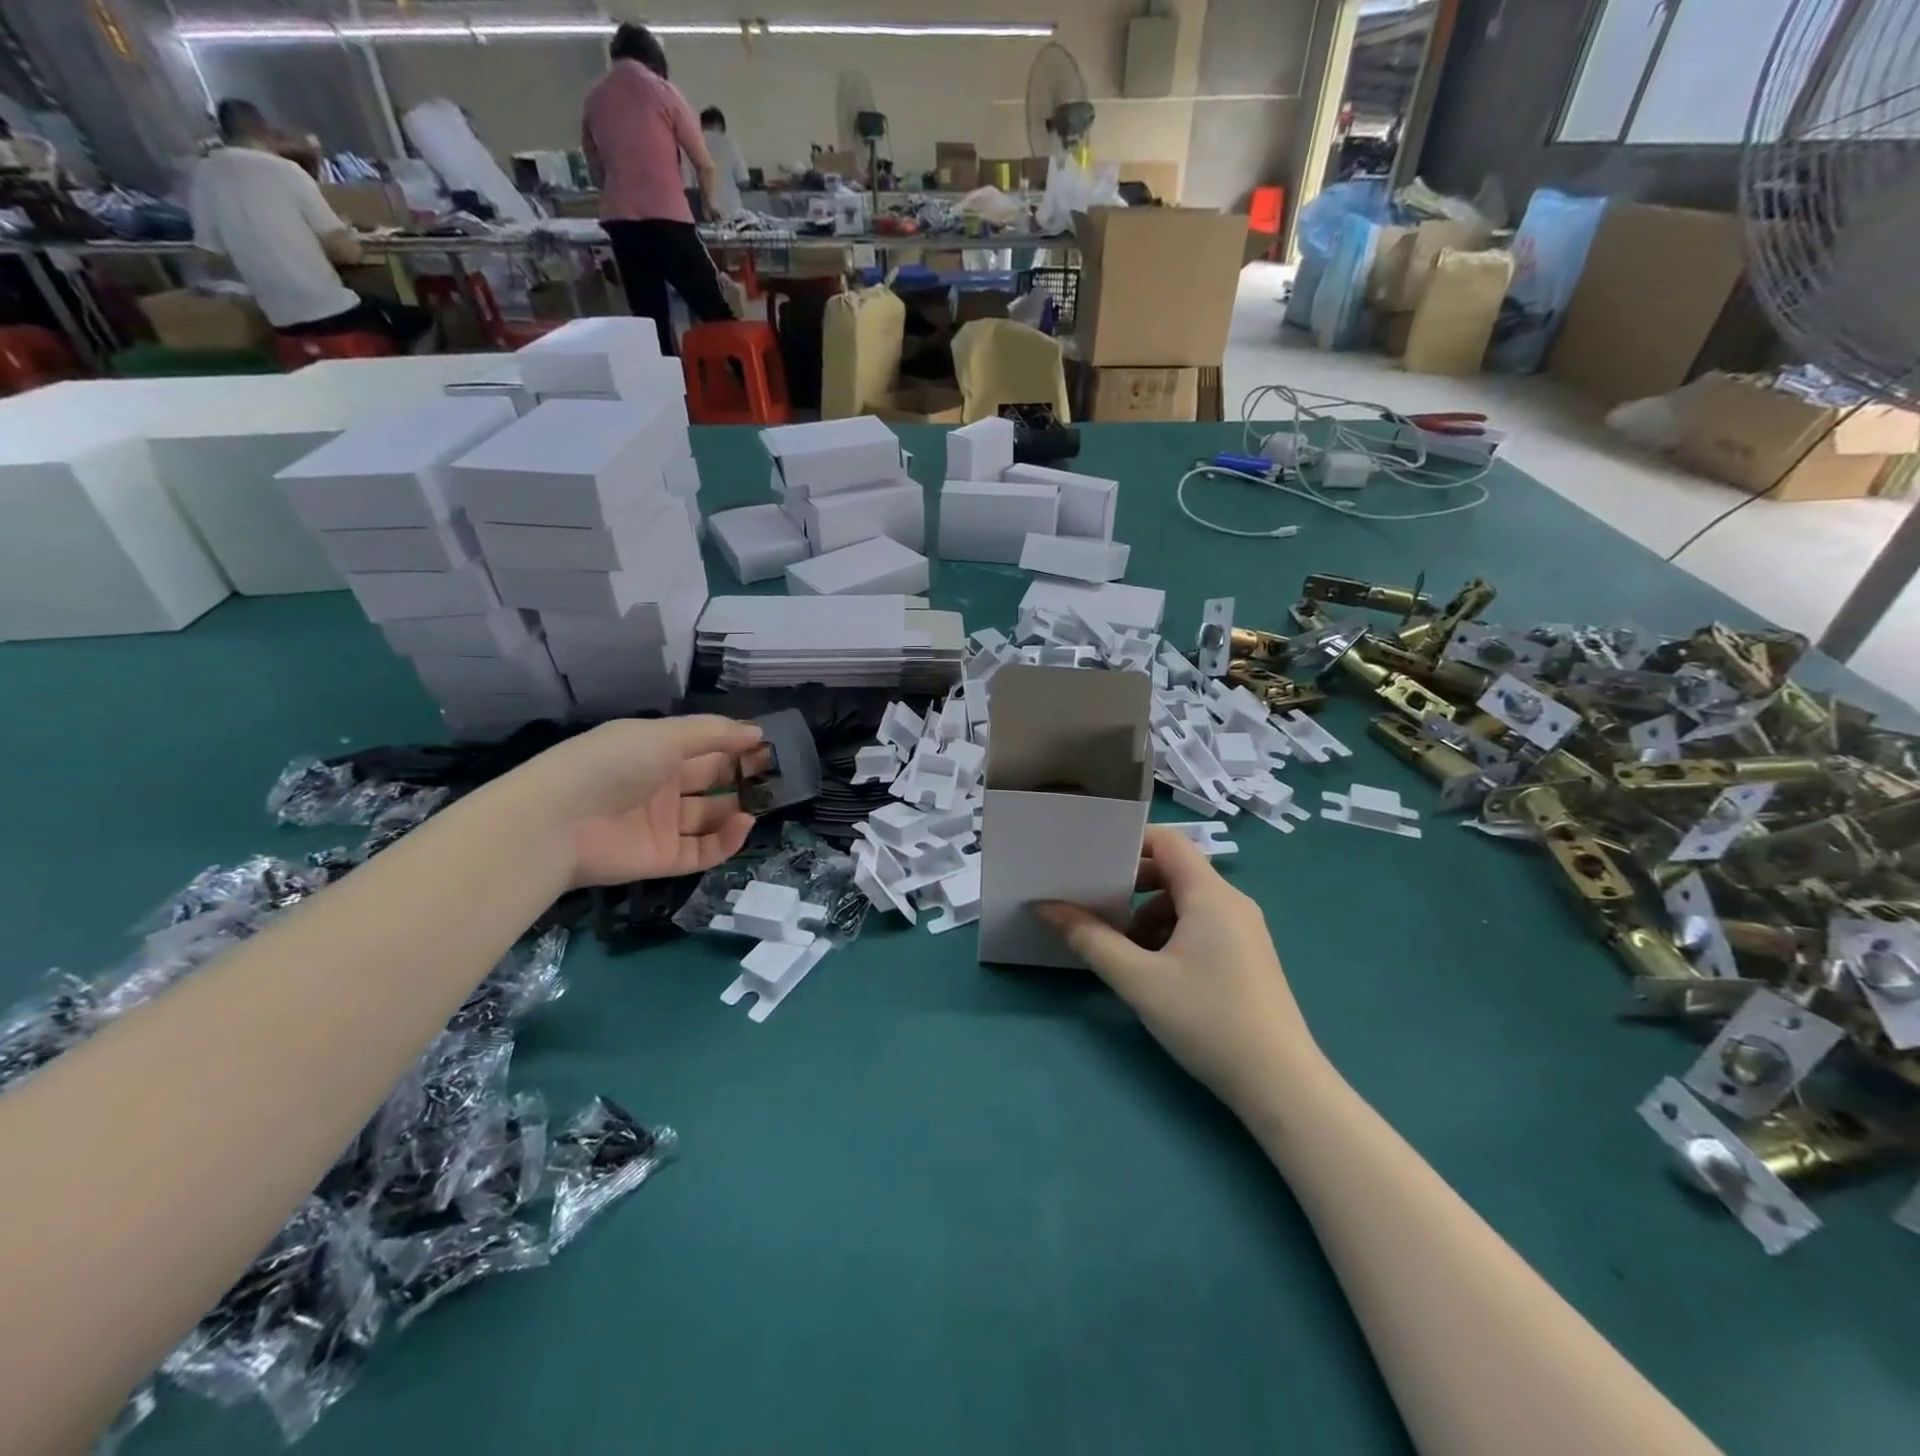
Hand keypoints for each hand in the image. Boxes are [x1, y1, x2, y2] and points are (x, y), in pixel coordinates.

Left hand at [514, 716, 763, 887]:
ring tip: (766, 801)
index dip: (736, 746)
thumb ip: (714, 733)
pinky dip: (727, 840)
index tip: (769, 746)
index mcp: (655, 752)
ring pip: (710, 817)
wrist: (556, 822)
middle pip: (711, 782)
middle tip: (779, 775)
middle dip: (743, 776)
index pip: (704, 747)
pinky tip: (744, 824)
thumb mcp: (664, 736)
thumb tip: (757, 732)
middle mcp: (660, 787)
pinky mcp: (662, 859)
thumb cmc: (612, 764)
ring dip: (739, 808)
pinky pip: (703, 850)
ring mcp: (661, 825)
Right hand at [1036, 826, 1318, 1110]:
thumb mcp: (1138, 979)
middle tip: (1097, 906)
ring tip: (1123, 950)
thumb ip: (1090, 939)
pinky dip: (1172, 934)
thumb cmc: (1207, 1020)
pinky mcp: (1248, 957)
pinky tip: (1155, 972)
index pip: (1168, 841)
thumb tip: (1046, 907)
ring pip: (1187, 902)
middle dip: (1132, 884)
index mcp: (1210, 895)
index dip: (1129, 842)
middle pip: (1175, 871)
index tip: (1091, 859)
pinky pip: (1203, 926)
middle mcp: (1232, 902)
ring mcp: (1244, 931)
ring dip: (1149, 915)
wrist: (1281, 1085)